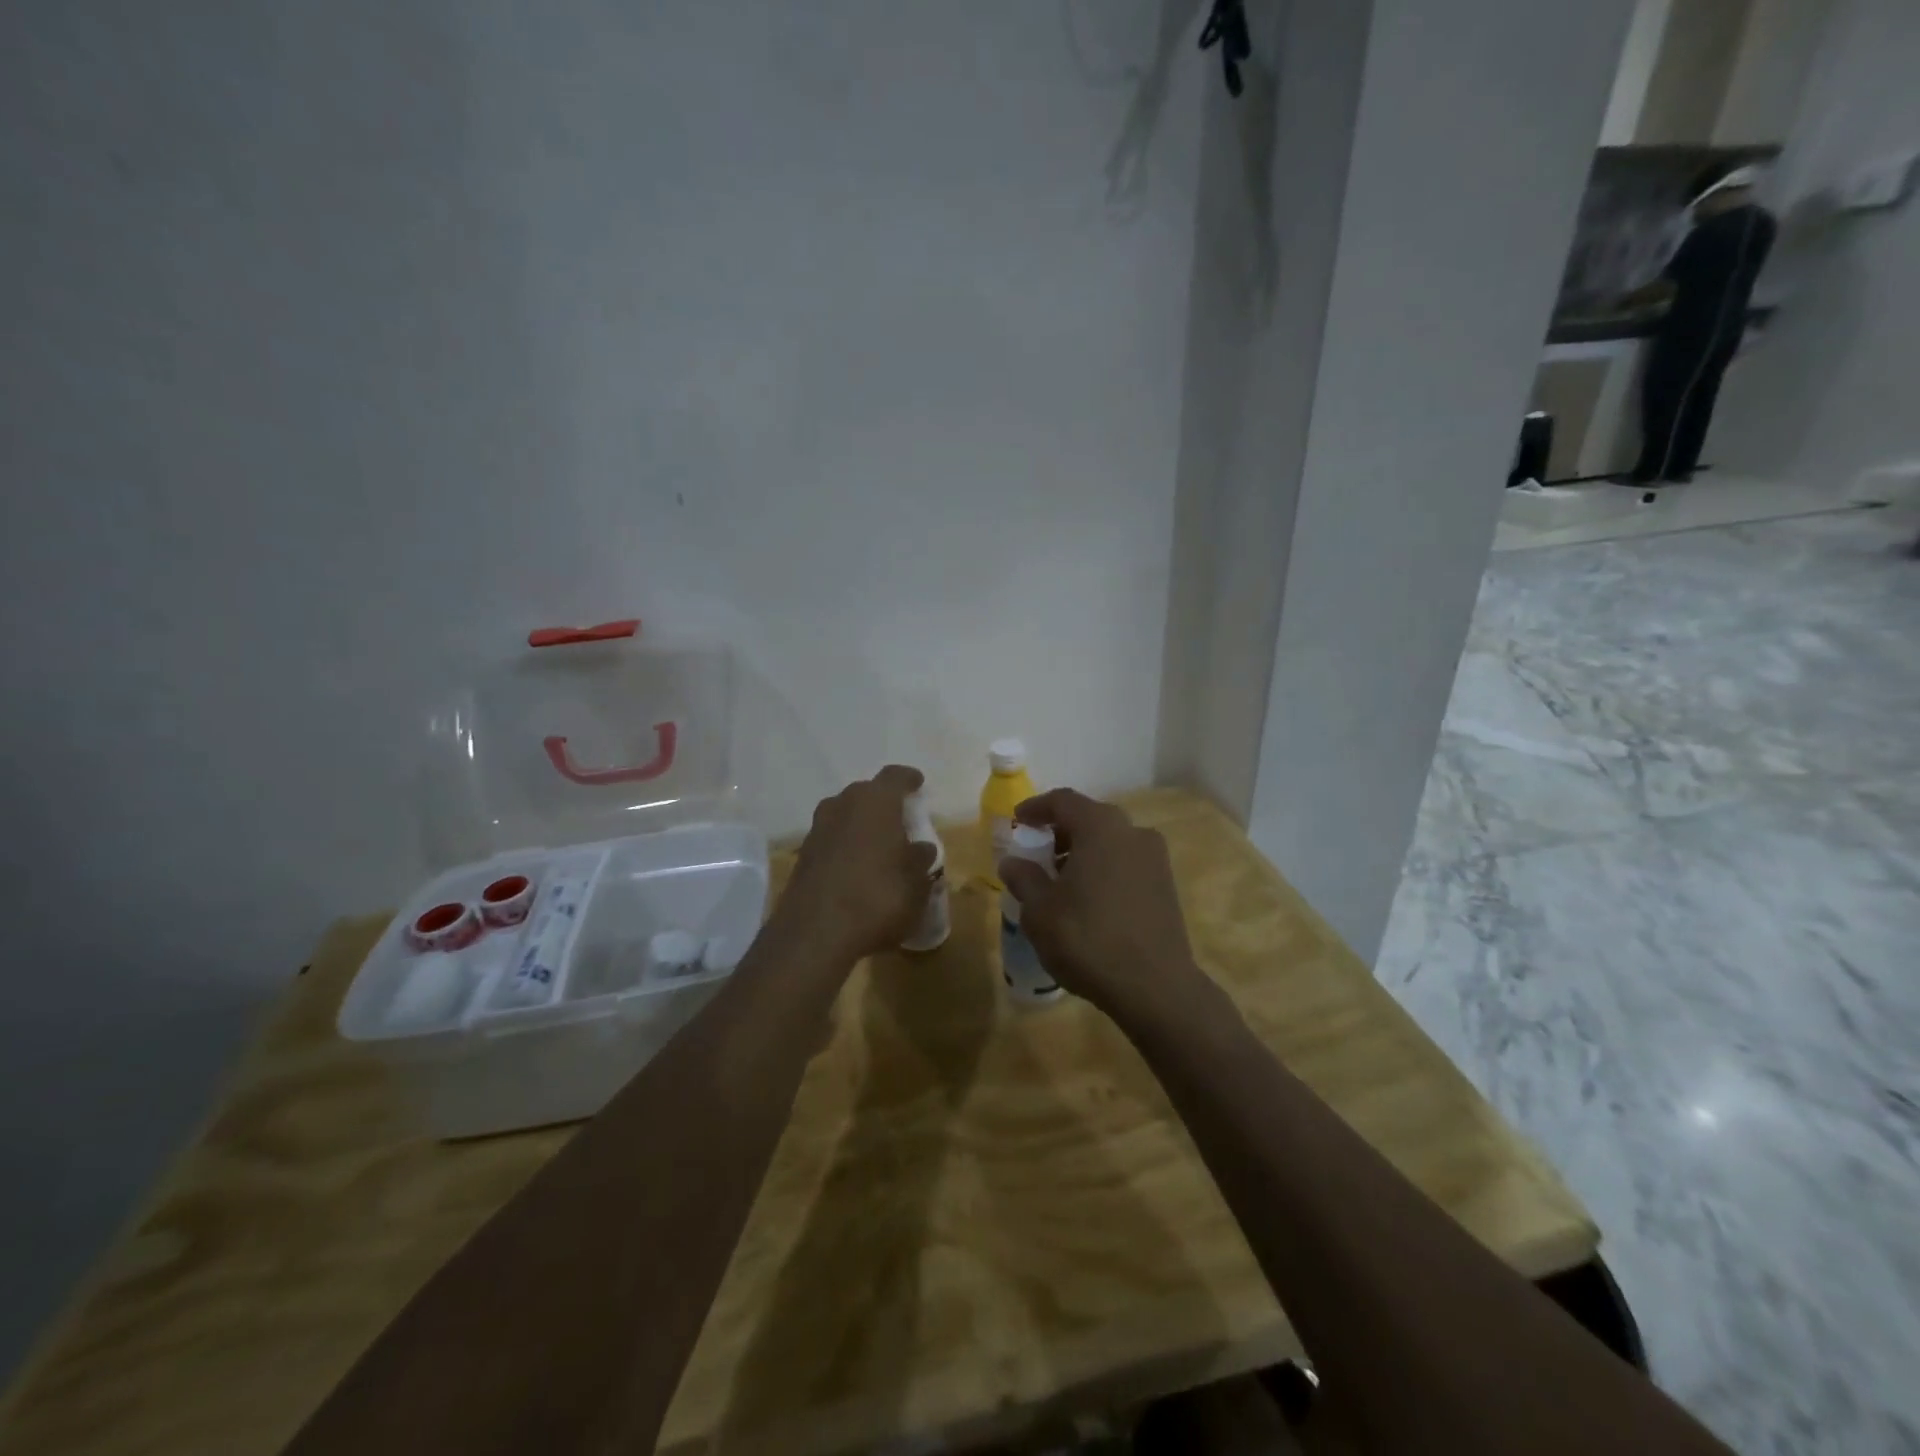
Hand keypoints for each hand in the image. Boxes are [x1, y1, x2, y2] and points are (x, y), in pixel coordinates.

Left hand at [779, 765, 937, 962]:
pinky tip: (856, 869)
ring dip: (860, 826)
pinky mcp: (803, 856)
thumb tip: (920, 848)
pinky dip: (845, 847)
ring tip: (878, 846)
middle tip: (899, 821)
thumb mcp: (916, 883)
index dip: (909, 779)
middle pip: (866, 793)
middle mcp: (842, 805)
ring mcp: (817, 829)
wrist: (815, 933)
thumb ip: (920, 860)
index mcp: (875, 801)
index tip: (918, 784)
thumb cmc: (878, 897)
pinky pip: (831, 840)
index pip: (895, 776)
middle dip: (883, 804)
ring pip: (844, 816)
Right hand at [997, 789, 1204, 1021]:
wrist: (1155, 987)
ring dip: (1083, 852)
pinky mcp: (1166, 886)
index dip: (1036, 808)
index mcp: (1100, 827)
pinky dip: (1104, 869)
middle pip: (1090, 818)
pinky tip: (1088, 899)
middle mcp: (1133, 832)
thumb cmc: (1088, 939)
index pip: (1063, 801)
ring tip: (1060, 880)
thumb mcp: (1040, 911)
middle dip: (1060, 831)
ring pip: (1110, 842)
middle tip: (1037, 852)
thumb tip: (1013, 863)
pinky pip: (1126, 863)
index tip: (1017, 820)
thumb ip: (1024, 879)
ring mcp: (1155, 859)